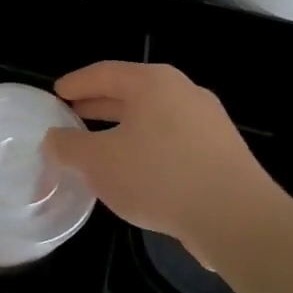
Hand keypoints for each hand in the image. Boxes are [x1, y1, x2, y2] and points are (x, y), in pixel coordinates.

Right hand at [42, 62, 292, 267]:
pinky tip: (137, 171)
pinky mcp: (223, 151)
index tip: (57, 93)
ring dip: (124, 127)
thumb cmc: (158, 177)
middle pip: (131, 91)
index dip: (76, 83)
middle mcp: (183, 92)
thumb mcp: (98, 162)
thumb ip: (68, 146)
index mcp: (152, 83)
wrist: (237, 219)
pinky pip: (174, 138)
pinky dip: (148, 146)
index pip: (104, 73)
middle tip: (72, 116)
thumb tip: (55, 138)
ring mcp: (208, 121)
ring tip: (100, 145)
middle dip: (99, 104)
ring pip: (154, 116)